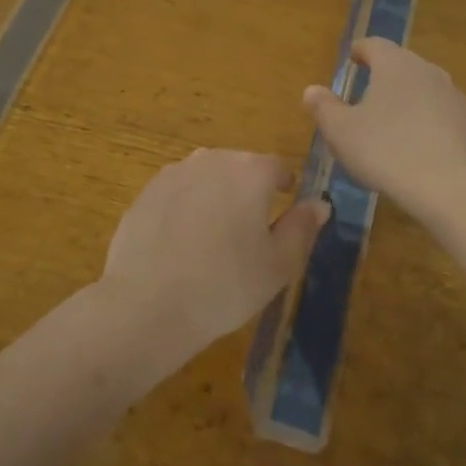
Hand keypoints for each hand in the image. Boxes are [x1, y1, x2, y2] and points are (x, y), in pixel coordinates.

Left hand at [100, 149, 327, 362]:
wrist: (146, 306)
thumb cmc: (224, 286)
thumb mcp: (278, 265)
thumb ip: (302, 228)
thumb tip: (319, 203)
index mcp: (250, 171)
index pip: (278, 167)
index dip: (285, 188)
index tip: (284, 213)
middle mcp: (213, 159)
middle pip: (240, 167)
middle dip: (249, 191)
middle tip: (250, 232)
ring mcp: (175, 172)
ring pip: (207, 178)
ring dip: (216, 197)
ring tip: (214, 238)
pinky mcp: (146, 191)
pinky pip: (178, 192)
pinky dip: (185, 208)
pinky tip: (180, 244)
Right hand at [303, 38, 465, 219]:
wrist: (448, 186)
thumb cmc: (385, 151)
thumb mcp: (341, 132)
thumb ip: (324, 107)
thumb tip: (312, 90)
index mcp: (394, 64)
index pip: (374, 45)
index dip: (360, 50)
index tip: (352, 59)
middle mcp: (426, 70)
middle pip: (401, 62)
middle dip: (383, 72)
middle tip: (367, 90)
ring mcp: (452, 95)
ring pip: (423, 86)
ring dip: (406, 95)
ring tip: (391, 117)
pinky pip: (439, 111)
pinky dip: (425, 118)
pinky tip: (416, 141)